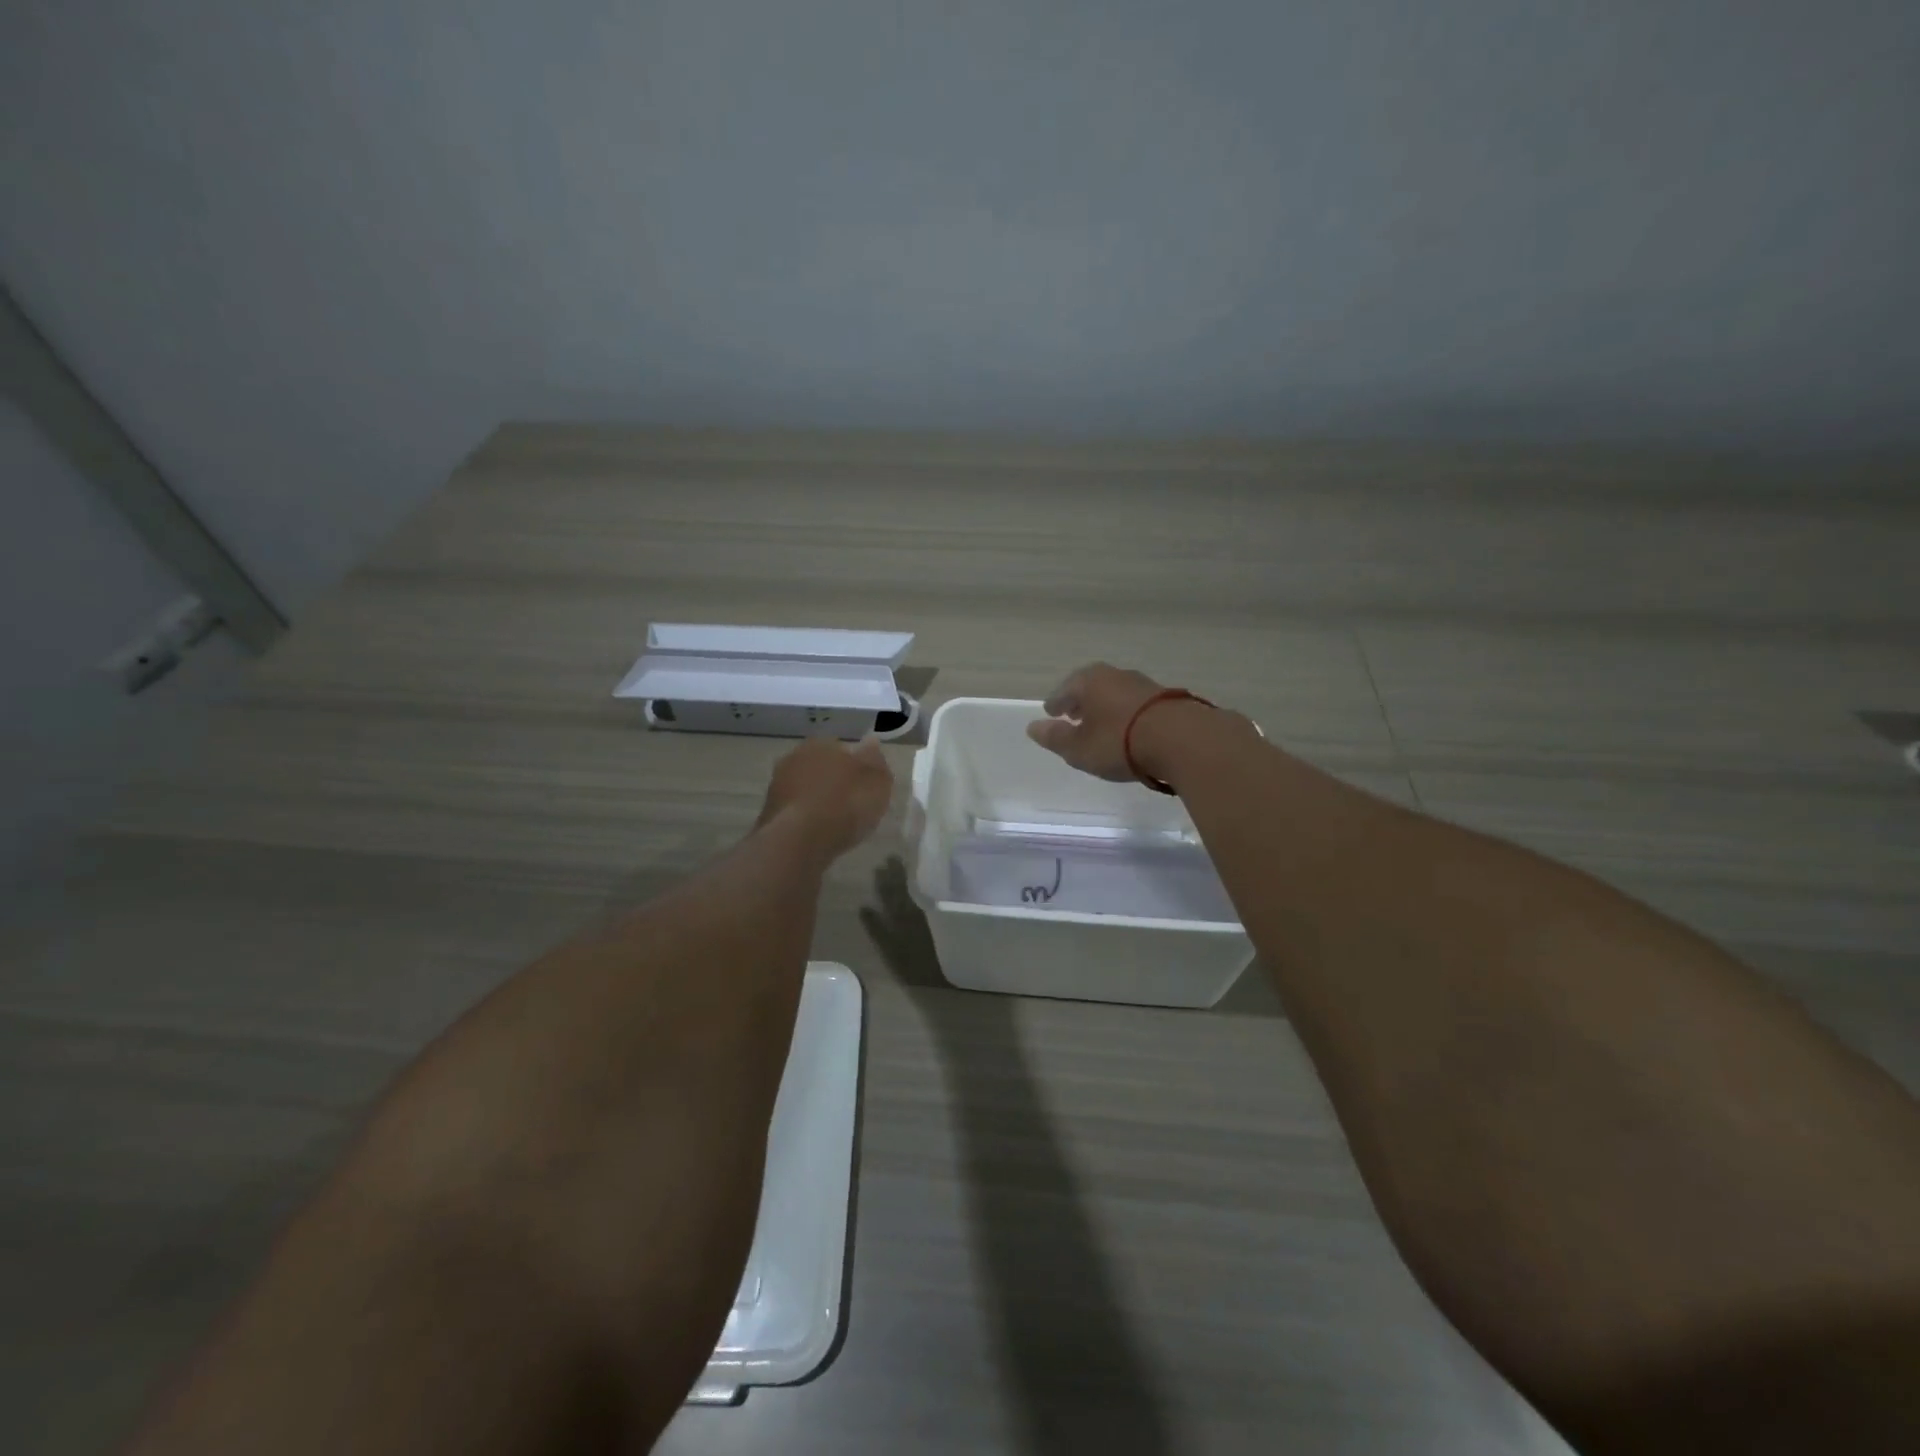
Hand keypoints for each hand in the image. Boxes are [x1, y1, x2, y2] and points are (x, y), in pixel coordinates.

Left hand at [758, 736, 893, 858]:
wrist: (798, 841)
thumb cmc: (844, 804)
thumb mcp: (876, 782)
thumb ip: (875, 761)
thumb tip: (871, 741)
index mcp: (822, 743)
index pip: (842, 748)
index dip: (855, 766)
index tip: (865, 786)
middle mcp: (795, 757)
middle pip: (821, 767)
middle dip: (833, 781)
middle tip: (851, 804)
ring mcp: (777, 785)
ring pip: (805, 788)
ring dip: (818, 800)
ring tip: (835, 822)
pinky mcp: (769, 812)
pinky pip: (795, 810)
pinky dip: (806, 818)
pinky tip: (818, 833)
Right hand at [1025, 662, 1177, 782]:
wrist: (1181, 739)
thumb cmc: (1119, 742)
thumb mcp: (1079, 748)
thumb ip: (1055, 738)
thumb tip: (1033, 727)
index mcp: (1089, 681)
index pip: (1063, 690)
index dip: (1055, 704)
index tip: (1051, 713)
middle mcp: (1115, 675)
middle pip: (1090, 686)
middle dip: (1080, 701)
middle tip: (1073, 716)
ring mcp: (1144, 684)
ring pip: (1115, 693)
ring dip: (1105, 707)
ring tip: (1101, 724)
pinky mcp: (1167, 698)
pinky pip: (1136, 704)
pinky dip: (1127, 713)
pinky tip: (1129, 728)